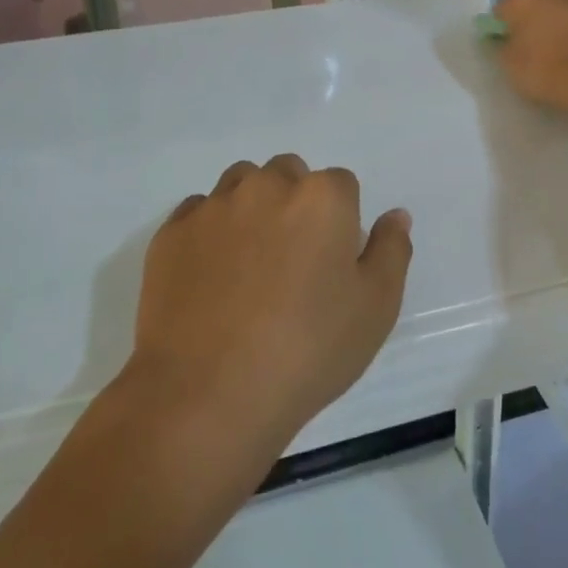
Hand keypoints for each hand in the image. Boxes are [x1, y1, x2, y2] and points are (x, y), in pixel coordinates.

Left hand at [126, 156, 412, 457]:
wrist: (207, 395)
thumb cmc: (307, 351)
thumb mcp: (375, 309)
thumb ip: (391, 250)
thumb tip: (395, 215)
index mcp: (322, 198)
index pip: (342, 184)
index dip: (342, 220)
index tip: (332, 262)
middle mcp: (267, 186)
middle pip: (289, 173)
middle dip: (296, 201)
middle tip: (293, 260)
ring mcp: (214, 206)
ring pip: (242, 183)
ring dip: (252, 206)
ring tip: (250, 263)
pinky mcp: (172, 232)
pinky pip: (199, 212)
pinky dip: (209, 230)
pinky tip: (211, 276)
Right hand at [494, 0, 567, 116]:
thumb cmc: (547, 69)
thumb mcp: (510, 66)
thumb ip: (503, 47)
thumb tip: (505, 39)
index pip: (503, 7)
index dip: (503, 26)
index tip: (507, 44)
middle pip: (538, 0)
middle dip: (535, 17)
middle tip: (536, 45)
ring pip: (567, 5)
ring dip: (564, 19)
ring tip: (565, 49)